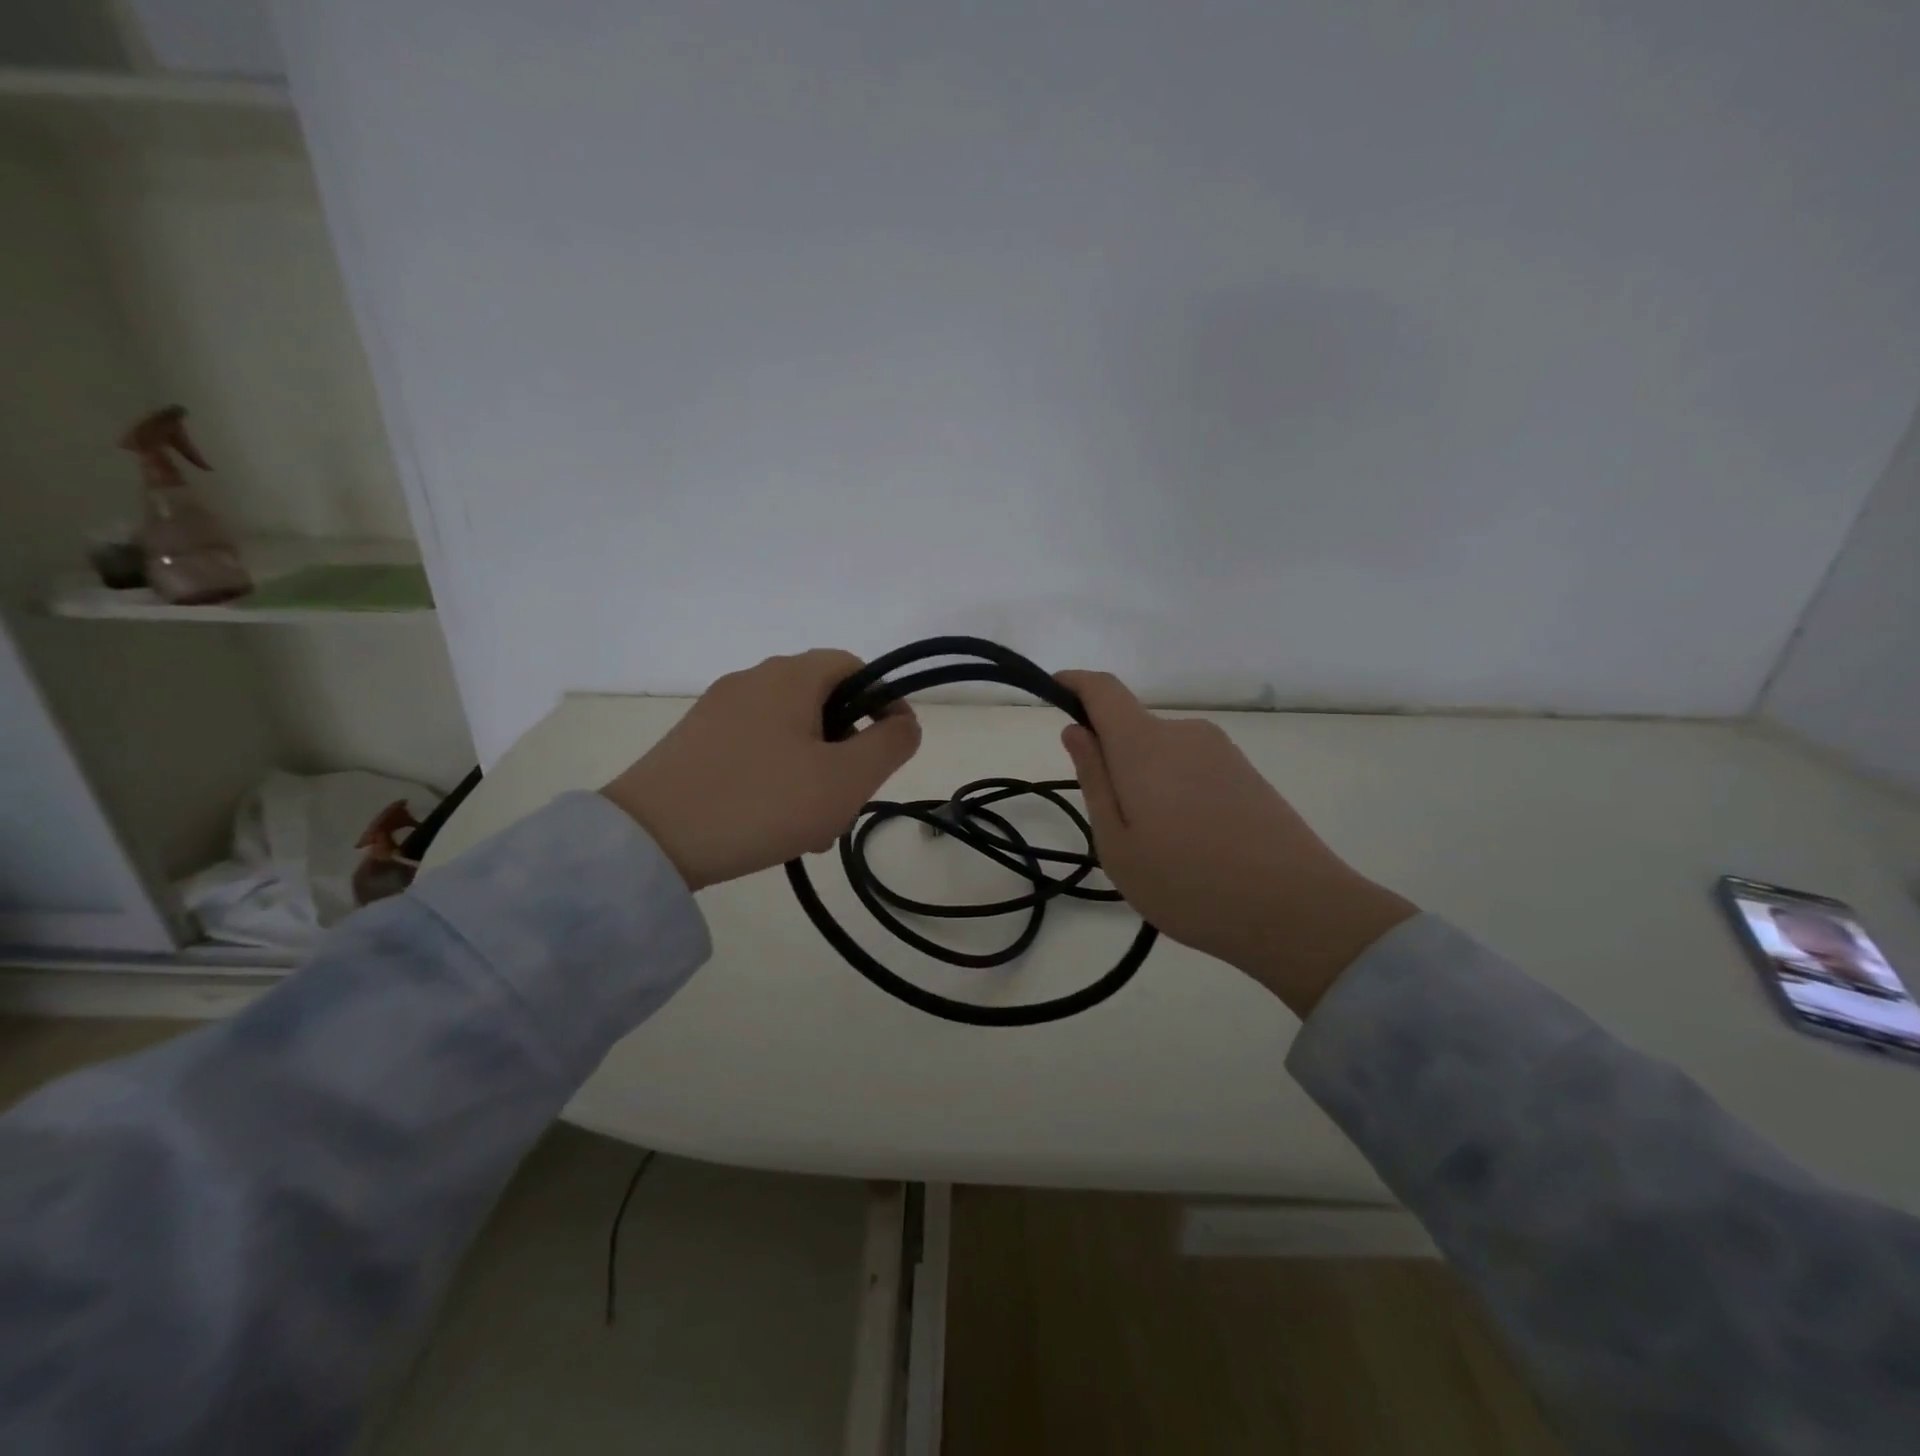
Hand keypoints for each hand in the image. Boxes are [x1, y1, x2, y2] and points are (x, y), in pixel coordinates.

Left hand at [602, 650, 920, 890]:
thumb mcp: (845, 778)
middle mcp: (752, 680)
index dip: (885, 702)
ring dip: (815, 772)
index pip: (855, 667)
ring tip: (815, 827)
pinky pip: (755, 749)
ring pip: (790, 733)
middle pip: (823, 703)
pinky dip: (779, 778)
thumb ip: (890, 744)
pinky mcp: (694, 742)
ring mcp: (717, 711)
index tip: (894, 748)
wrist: (651, 840)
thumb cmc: (762, 802)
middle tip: (851, 800)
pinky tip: (775, 824)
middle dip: (848, 750)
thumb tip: (904, 723)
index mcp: (790, 677)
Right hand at [1056, 671, 1416, 1014]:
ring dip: (1146, 782)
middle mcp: (1185, 733)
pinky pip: (1192, 768)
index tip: (1055, 693)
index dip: (1075, 684)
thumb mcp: (1117, 843)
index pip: (1103, 689)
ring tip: (1160, 849)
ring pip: (1162, 753)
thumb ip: (1094, 779)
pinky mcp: (1247, 772)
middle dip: (1112, 761)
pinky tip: (1194, 846)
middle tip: (1117, 829)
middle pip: (1132, 728)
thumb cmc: (1188, 883)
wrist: (1297, 911)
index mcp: (1145, 745)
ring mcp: (1221, 751)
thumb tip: (1076, 731)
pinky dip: (1176, 792)